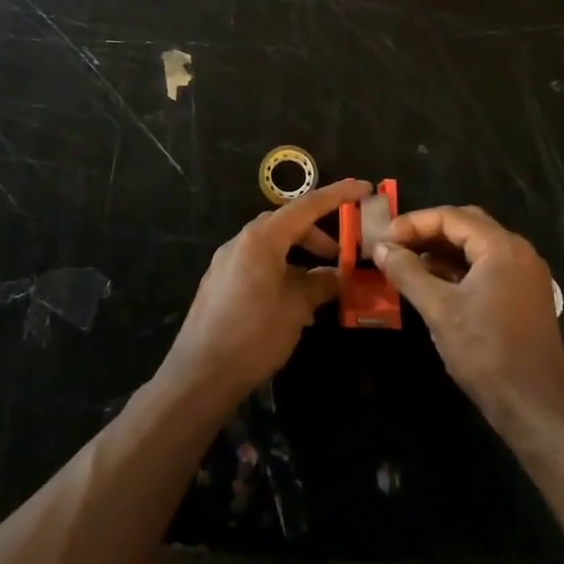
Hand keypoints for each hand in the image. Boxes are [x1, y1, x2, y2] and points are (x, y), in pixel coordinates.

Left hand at [162, 178, 370, 406]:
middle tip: (341, 256)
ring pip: (271, 246)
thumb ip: (320, 284)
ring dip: (299, 257)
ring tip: (320, 286)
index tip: (364, 188)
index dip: (338, 195)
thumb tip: (337, 275)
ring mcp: (225, 262)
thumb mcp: (296, 308)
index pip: (306, 205)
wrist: (199, 375)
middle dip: (317, 235)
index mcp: (261, 238)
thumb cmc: (254, 335)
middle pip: (286, 224)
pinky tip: (293, 304)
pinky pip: (256, 265)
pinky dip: (280, 271)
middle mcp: (240, 242)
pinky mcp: (218, 284)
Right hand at [375, 206, 563, 435]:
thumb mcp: (439, 309)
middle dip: (428, 232)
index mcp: (502, 247)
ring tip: (407, 263)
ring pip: (476, 248)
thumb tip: (380, 247)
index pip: (452, 217)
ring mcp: (525, 275)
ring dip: (442, 251)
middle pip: (467, 225)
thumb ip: (407, 272)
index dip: (414, 223)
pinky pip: (487, 268)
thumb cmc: (486, 352)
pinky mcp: (524, 297)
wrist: (535, 407)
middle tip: (394, 245)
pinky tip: (433, 283)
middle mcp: (519, 252)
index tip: (384, 238)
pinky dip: (458, 269)